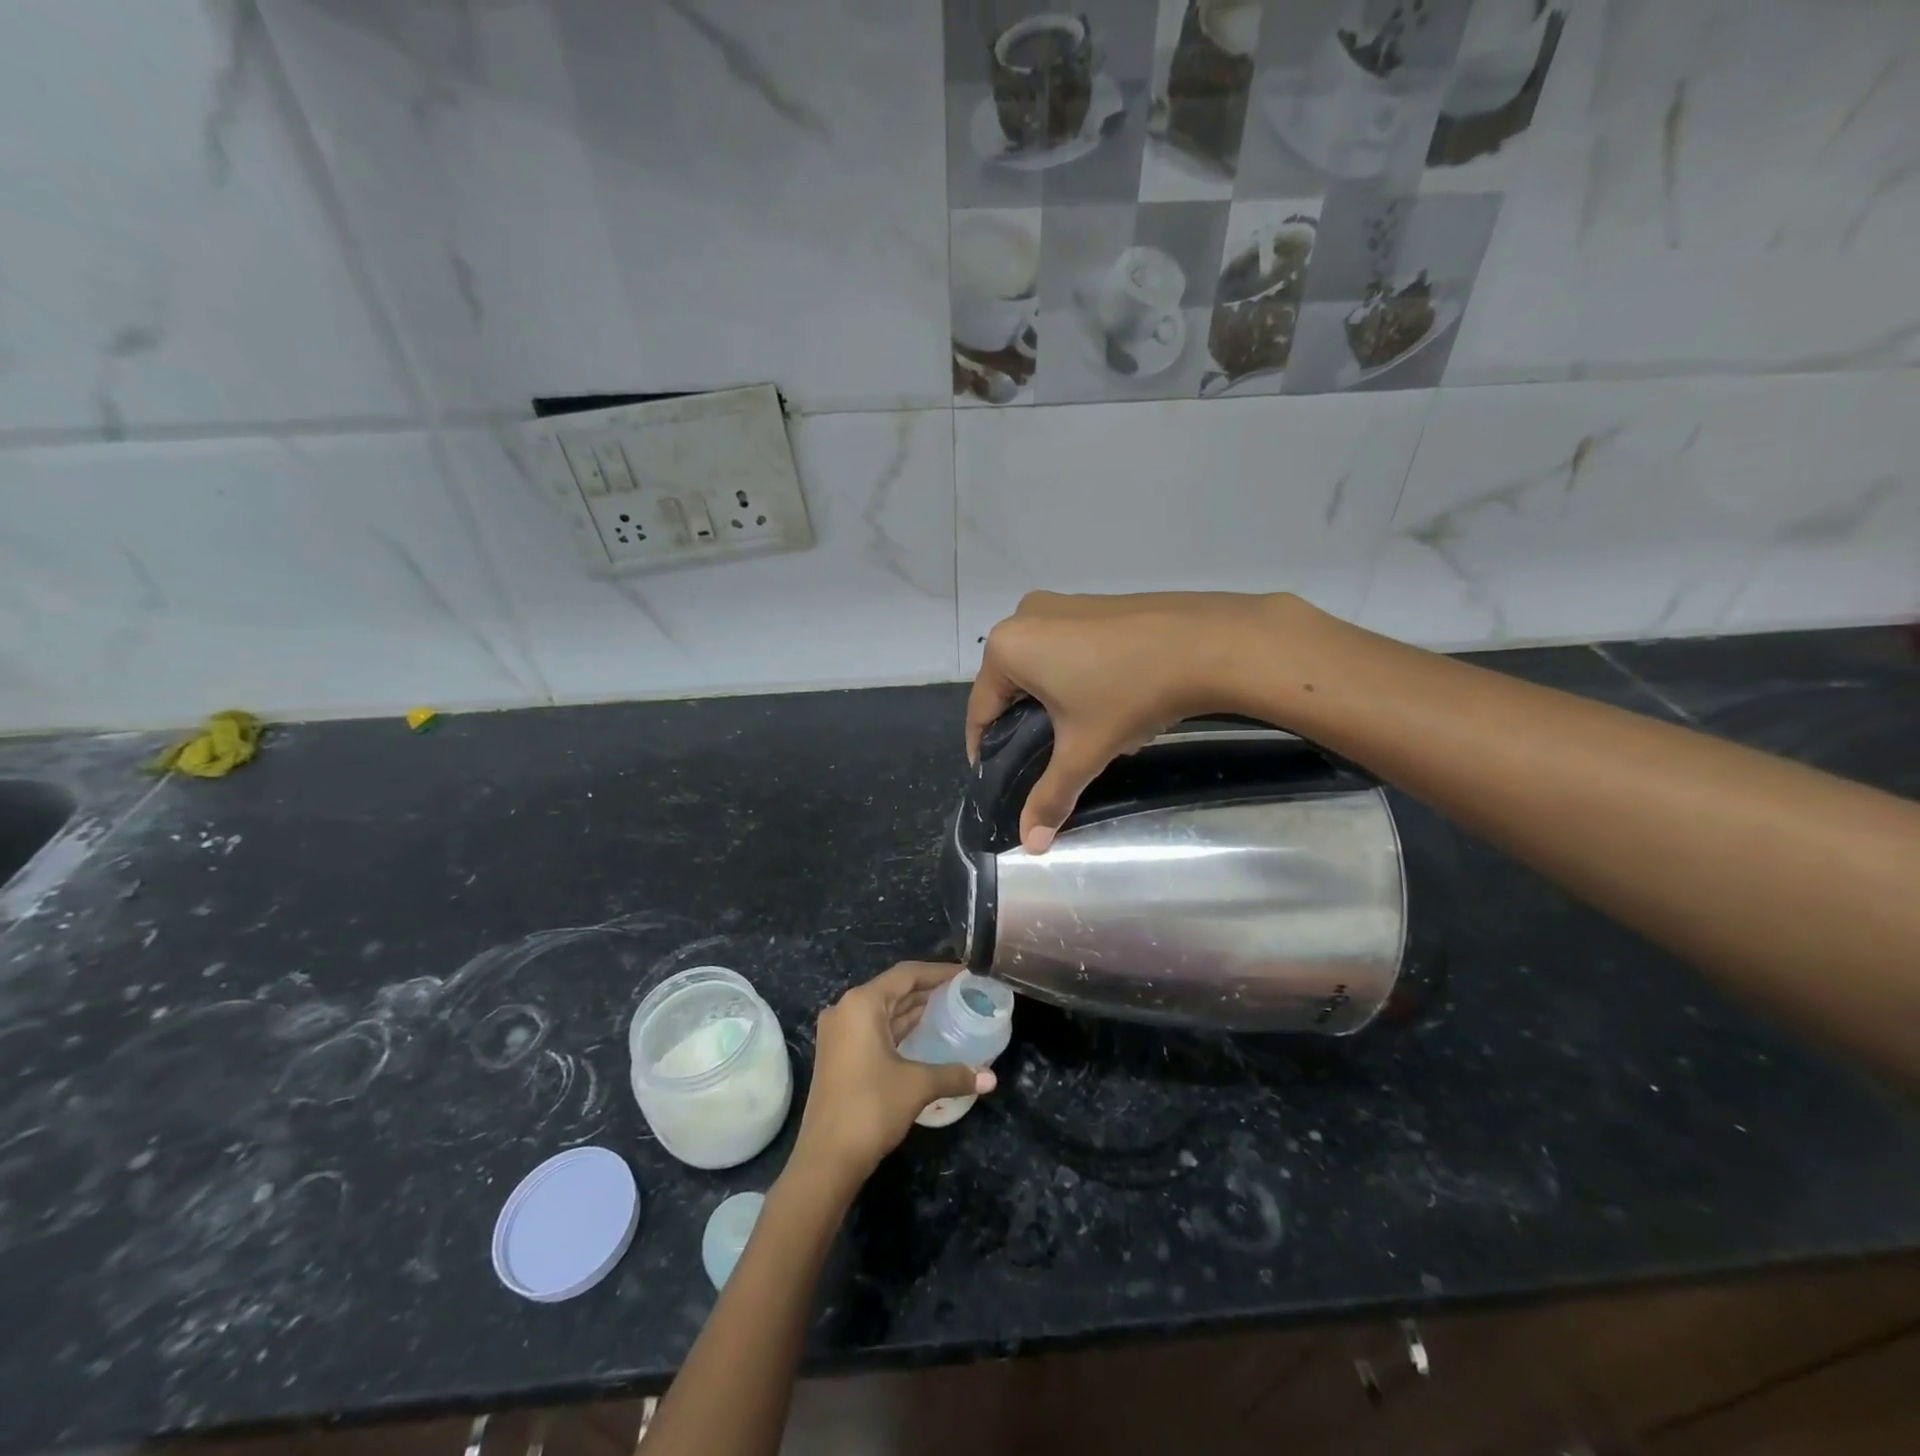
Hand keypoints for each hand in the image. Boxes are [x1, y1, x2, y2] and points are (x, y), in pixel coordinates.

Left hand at [791, 962, 996, 1188]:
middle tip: (963, 993)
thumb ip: (955, 1074)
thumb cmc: (871, 1108)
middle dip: (928, 990)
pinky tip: (925, 1035)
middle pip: (894, 990)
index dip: (938, 972)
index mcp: (862, 1004)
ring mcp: (839, 1033)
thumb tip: (991, 1078)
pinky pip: (874, 1029)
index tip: (966, 975)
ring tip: (951, 1010)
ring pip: (884, 1010)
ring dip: (914, 1010)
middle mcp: (846, 1009)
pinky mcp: (838, 1054)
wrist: (826, 1159)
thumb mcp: (917, 1086)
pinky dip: (900, 1028)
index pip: (906, 975)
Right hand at [966, 591, 1294, 851]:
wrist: (1209, 644)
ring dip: (1053, 701)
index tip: (997, 777)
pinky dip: (1077, 677)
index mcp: (1007, 647)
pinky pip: (1069, 648)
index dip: (985, 749)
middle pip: (1011, 685)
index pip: (980, 709)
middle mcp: (1026, 616)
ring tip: (1082, 734)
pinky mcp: (1096, 603)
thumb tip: (1031, 846)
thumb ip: (1051, 796)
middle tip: (1046, 759)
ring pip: (1042, 666)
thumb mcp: (1084, 751)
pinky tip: (1108, 700)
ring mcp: (1063, 603)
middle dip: (1025, 725)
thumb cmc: (1129, 694)